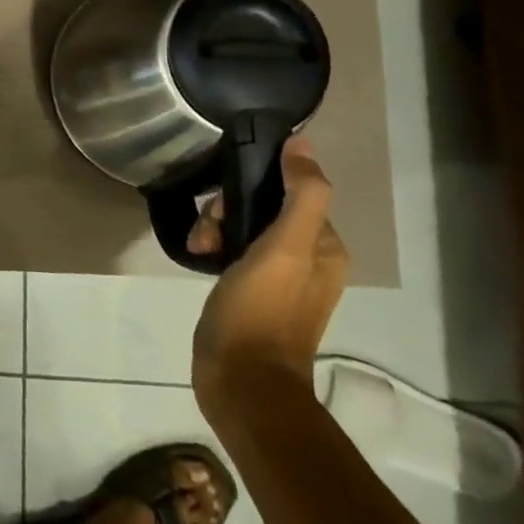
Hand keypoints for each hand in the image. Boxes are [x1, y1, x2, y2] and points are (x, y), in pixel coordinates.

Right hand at [190, 135, 348, 417]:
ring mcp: (277, 278)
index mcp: (325, 248)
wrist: (241, 381)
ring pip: (241, 226)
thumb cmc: (263, 311)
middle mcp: (307, 259)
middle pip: (261, 206)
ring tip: (200, 248)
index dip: (252, 187)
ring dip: (215, 227)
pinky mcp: (250, 292)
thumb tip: (302, 143)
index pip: (288, 190)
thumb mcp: (285, 248)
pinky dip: (212, 247)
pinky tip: (198, 257)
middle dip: (228, 210)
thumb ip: (301, 195)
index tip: (227, 206)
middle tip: (211, 233)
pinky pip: (231, 250)